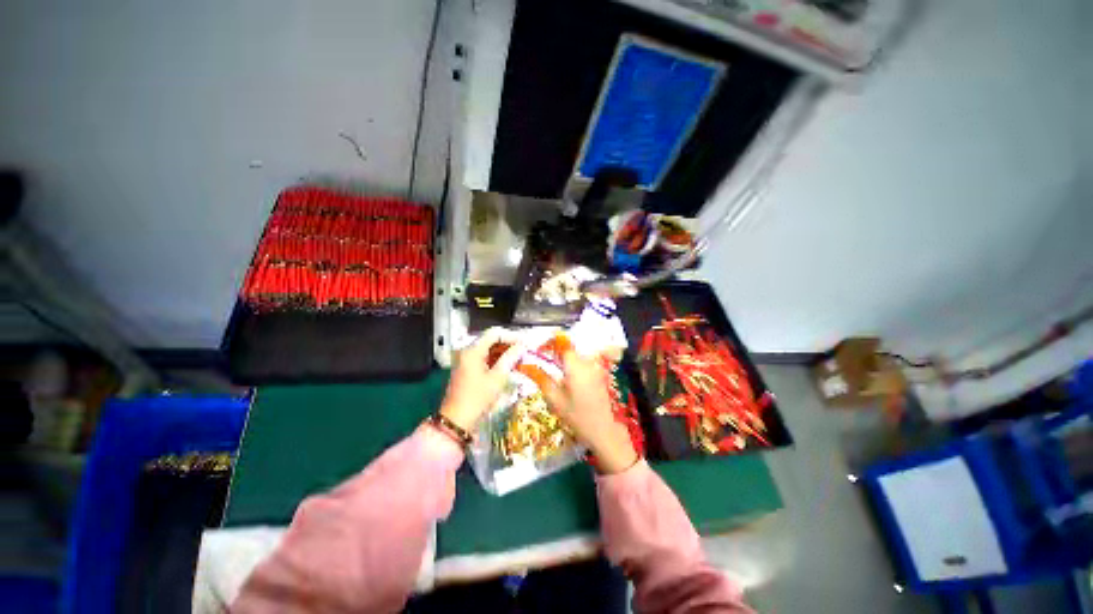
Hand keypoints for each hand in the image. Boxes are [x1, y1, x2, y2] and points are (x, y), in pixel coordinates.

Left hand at [440, 328, 523, 431]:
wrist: (457, 421)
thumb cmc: (478, 398)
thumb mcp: (497, 378)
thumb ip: (510, 358)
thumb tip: (522, 346)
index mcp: (473, 350)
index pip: (494, 333)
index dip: (511, 336)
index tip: (525, 344)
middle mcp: (468, 351)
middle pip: (491, 339)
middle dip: (508, 344)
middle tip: (524, 352)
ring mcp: (466, 360)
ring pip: (489, 349)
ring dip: (504, 352)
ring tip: (519, 359)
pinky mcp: (468, 368)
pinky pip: (485, 358)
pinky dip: (497, 360)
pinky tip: (509, 366)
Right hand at [543, 352, 639, 473]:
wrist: (603, 430)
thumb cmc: (576, 416)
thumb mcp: (555, 399)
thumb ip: (540, 378)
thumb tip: (524, 366)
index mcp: (575, 365)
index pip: (561, 342)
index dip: (549, 343)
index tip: (539, 350)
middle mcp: (587, 361)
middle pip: (568, 348)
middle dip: (555, 352)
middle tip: (543, 363)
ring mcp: (595, 367)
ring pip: (576, 355)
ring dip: (564, 359)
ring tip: (554, 372)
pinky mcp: (599, 373)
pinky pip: (583, 362)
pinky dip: (573, 366)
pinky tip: (568, 380)